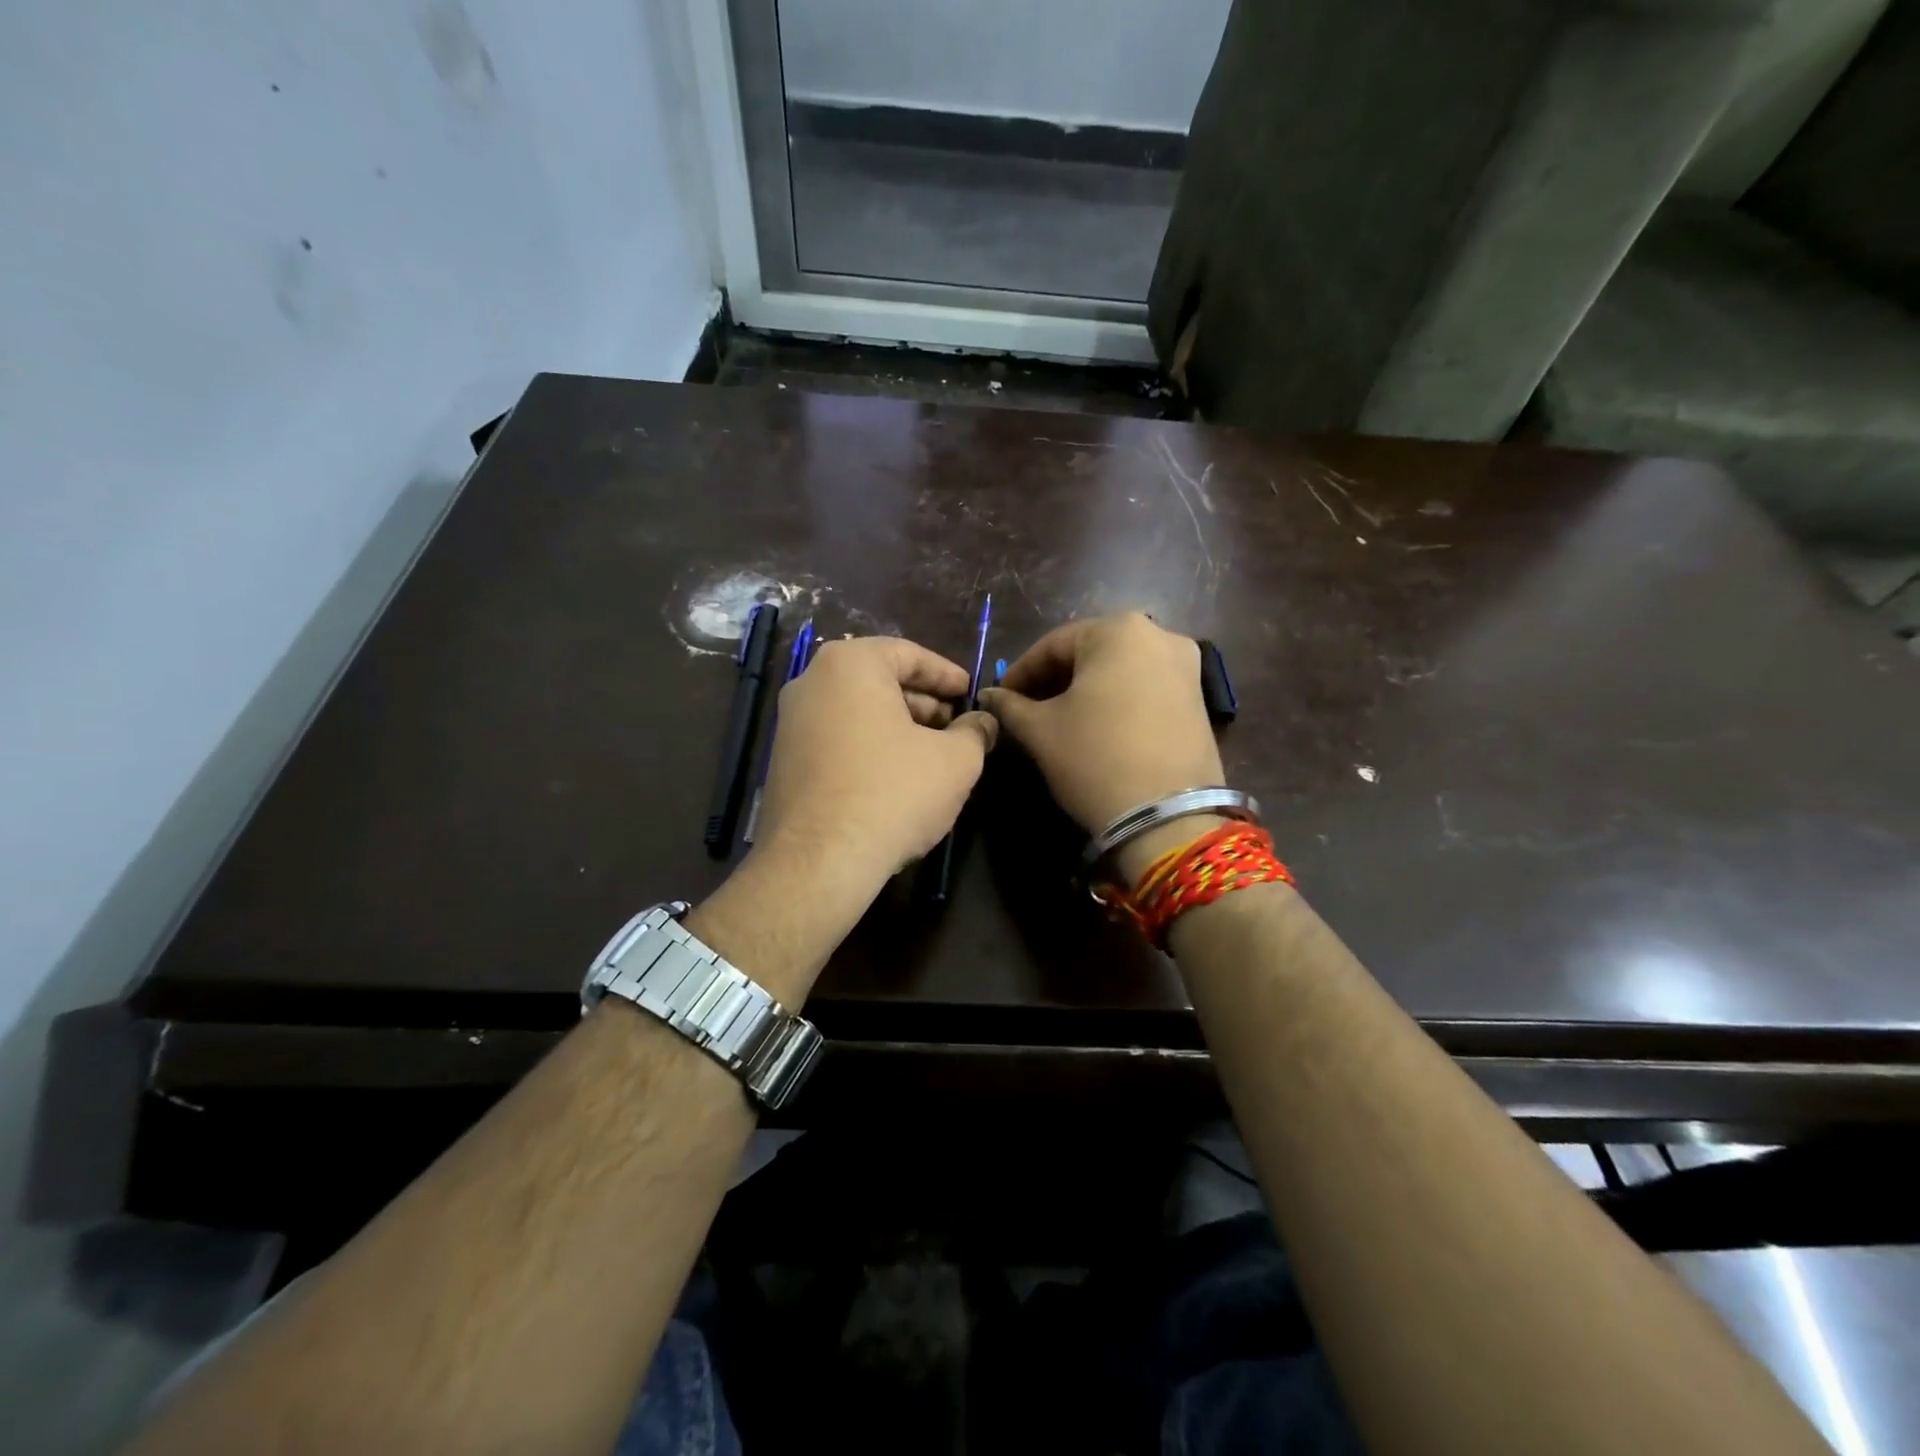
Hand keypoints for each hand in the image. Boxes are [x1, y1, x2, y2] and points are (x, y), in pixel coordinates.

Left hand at [686, 637, 994, 1006]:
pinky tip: (896, 777)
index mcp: (850, 664)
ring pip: (857, 711)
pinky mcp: (784, 760)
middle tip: (955, 725)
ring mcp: (790, 722)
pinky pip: (836, 738)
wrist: (818, 862)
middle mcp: (811, 681)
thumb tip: (984, 722)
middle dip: (922, 702)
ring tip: (931, 754)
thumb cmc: (893, 793)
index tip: (970, 692)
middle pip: (879, 681)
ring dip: (898, 726)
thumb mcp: (956, 760)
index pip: (908, 654)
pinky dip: (869, 746)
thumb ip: (976, 732)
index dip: (947, 674)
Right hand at [979, 612, 1223, 854]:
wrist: (1167, 817)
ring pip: (1118, 671)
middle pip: (1089, 653)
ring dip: (1084, 691)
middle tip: (1025, 711)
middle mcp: (1159, 635)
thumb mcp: (1041, 731)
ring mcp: (1186, 666)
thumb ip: (1009, 706)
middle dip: (1053, 681)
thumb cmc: (1095, 758)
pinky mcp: (1198, 698)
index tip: (998, 699)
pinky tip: (1096, 729)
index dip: (1019, 673)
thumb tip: (988, 696)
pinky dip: (1115, 701)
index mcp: (1118, 630)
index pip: (1052, 645)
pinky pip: (1144, 688)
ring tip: (1057, 722)